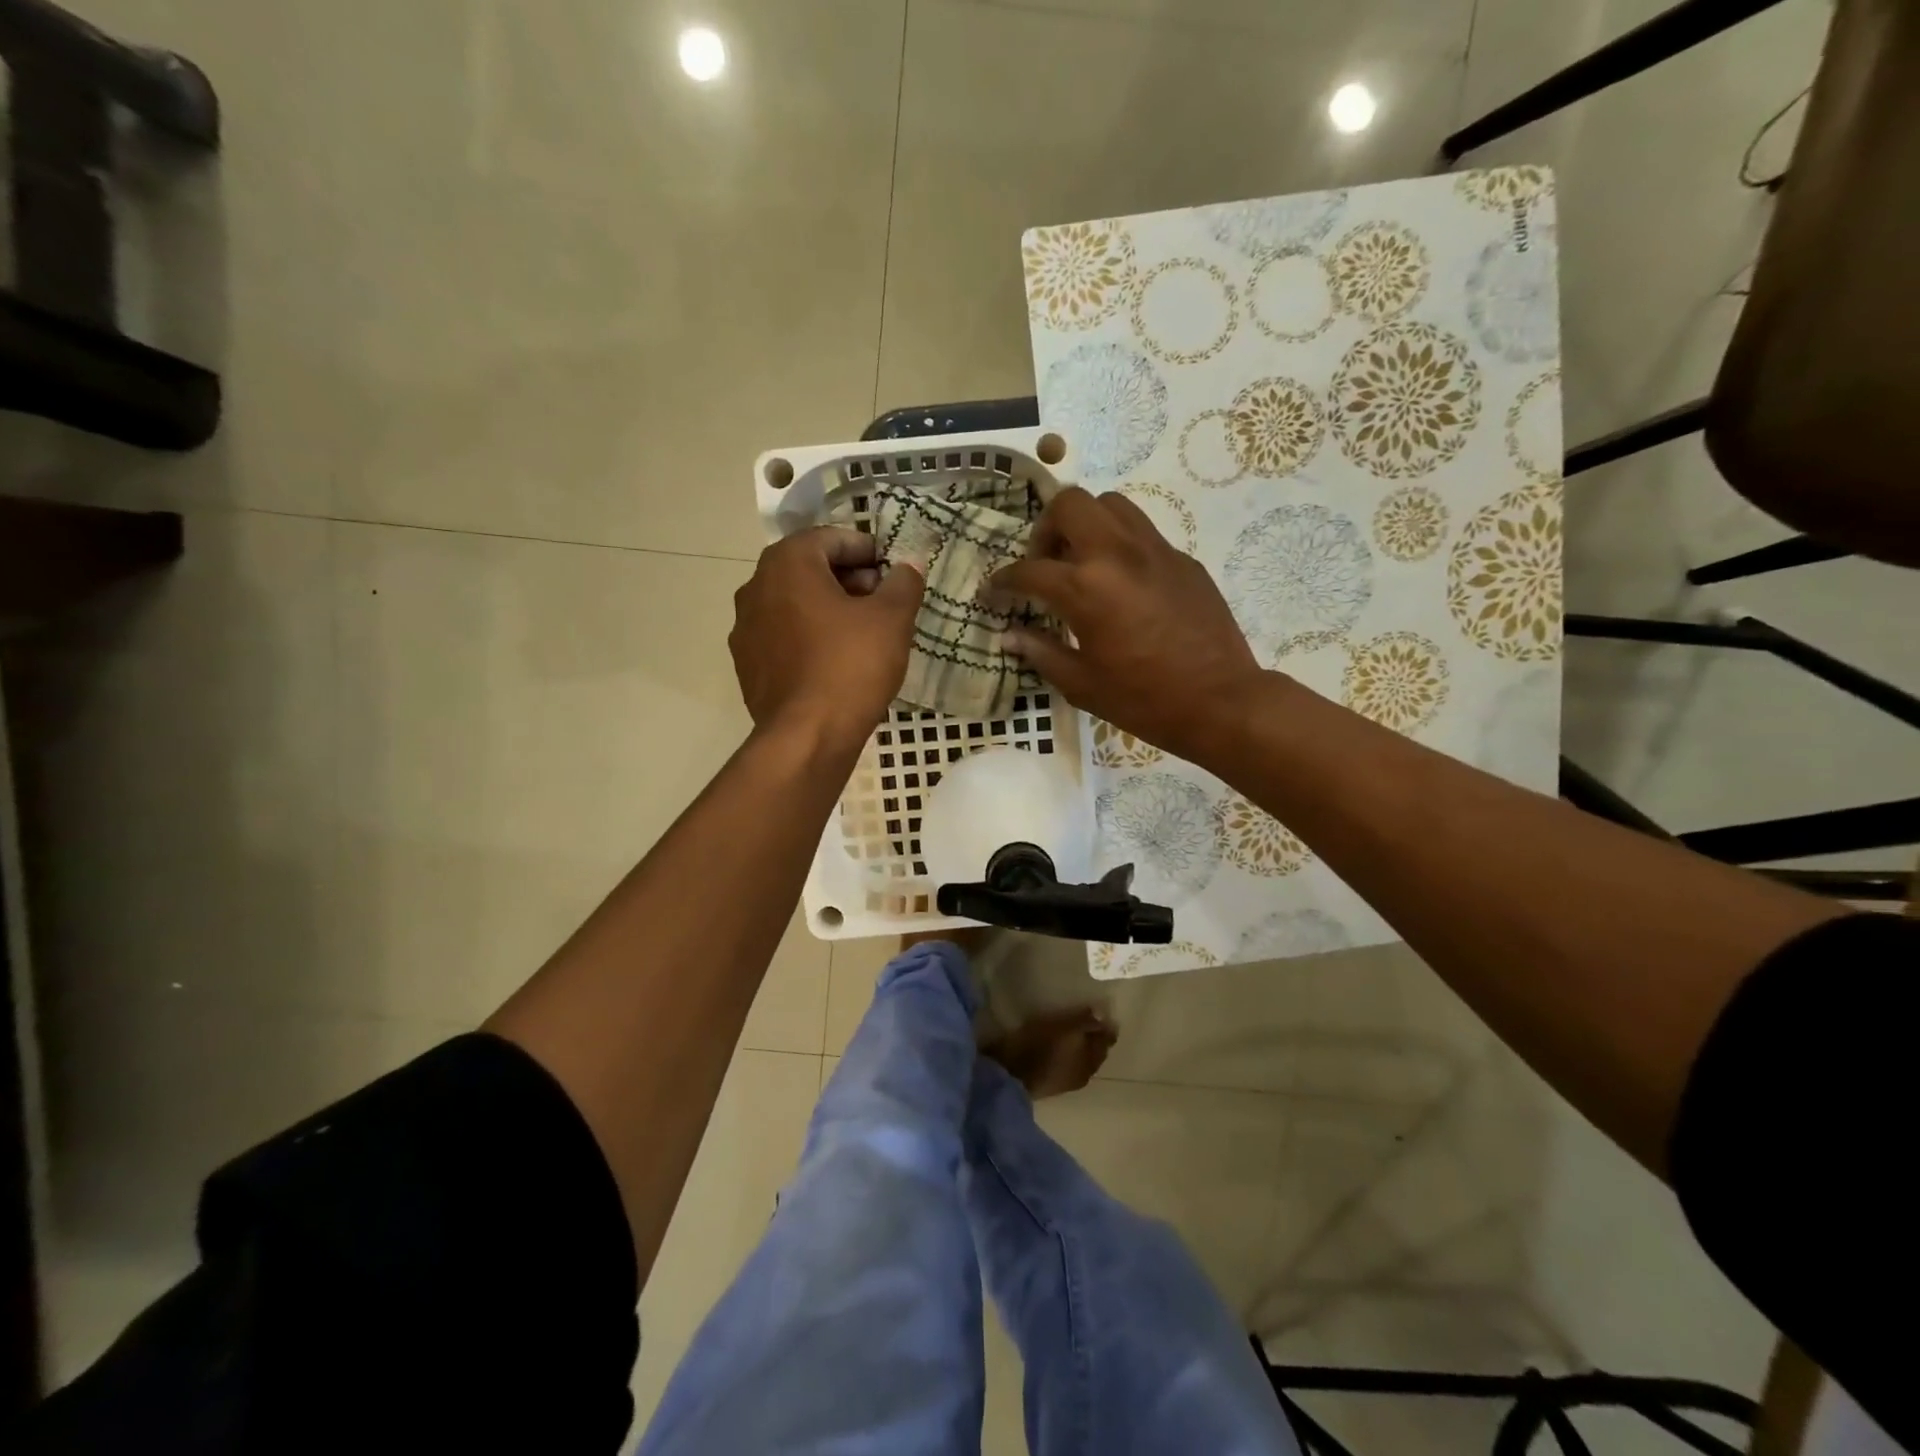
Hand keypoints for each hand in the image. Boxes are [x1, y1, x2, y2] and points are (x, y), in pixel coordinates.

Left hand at [731, 527, 924, 746]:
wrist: (807, 736)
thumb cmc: (851, 665)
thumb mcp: (892, 619)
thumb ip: (903, 583)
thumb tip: (908, 566)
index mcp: (788, 564)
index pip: (831, 538)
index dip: (866, 549)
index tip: (891, 570)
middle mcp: (756, 587)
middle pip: (808, 569)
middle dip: (847, 579)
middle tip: (882, 601)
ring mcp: (745, 628)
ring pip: (793, 603)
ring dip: (827, 608)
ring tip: (862, 633)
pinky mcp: (747, 664)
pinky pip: (783, 636)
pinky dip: (808, 637)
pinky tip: (835, 661)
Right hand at [989, 487, 1260, 761]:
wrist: (1220, 701)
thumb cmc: (1143, 700)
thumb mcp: (1081, 684)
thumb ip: (1041, 652)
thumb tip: (1009, 635)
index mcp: (1086, 588)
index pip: (1029, 570)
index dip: (1003, 581)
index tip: (994, 592)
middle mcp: (1118, 554)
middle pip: (1070, 504)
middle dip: (1046, 528)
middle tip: (1045, 564)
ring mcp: (1156, 551)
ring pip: (1111, 505)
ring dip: (1086, 524)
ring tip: (1082, 563)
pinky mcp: (1183, 560)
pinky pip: (1142, 532)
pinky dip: (1120, 545)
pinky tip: (1123, 585)